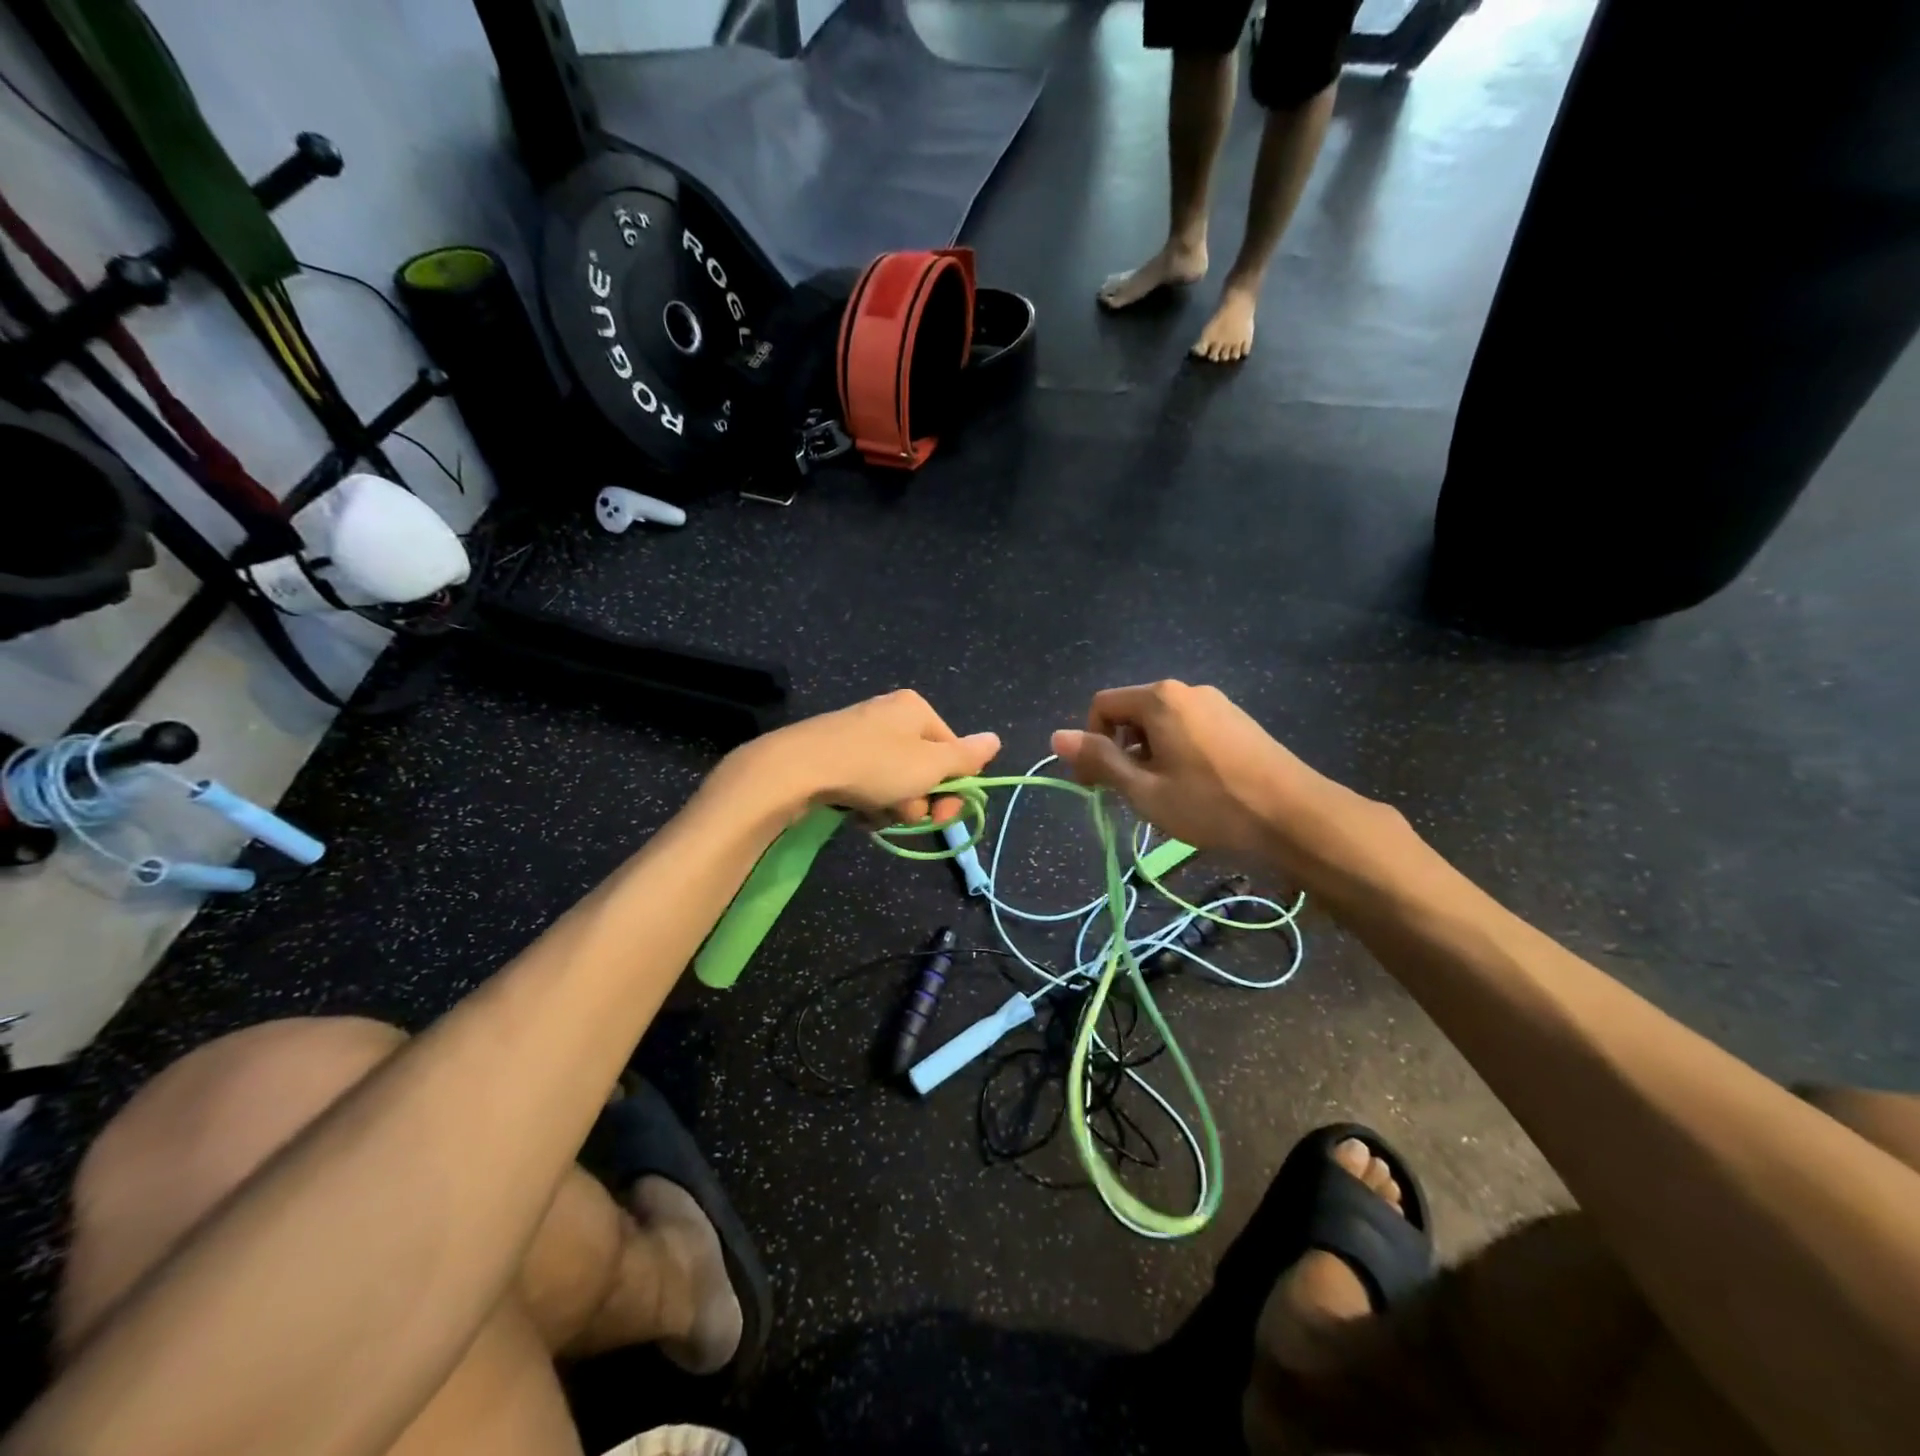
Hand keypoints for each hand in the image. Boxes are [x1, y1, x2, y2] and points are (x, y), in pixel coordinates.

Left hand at [733, 690, 1000, 825]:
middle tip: (906, 815)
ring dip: (894, 805)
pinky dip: (869, 802)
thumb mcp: (929, 765)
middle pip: (924, 768)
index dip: (953, 787)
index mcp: (915, 709)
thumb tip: (996, 740)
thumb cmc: (874, 765)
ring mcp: (861, 734)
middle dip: (919, 799)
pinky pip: (868, 783)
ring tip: (875, 813)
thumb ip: (965, 756)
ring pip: (896, 781)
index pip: (952, 751)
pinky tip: (858, 813)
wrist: (797, 769)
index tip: (943, 814)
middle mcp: (890, 715)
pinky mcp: (837, 755)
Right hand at [1051, 681, 1399, 887]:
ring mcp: (1217, 704)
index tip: (1096, 786)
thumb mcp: (1144, 791)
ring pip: (1162, 724)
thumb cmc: (1212, 806)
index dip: (1090, 744)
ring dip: (1148, 755)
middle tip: (1129, 796)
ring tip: (1164, 797)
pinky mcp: (1238, 721)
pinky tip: (1194, 788)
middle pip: (1132, 713)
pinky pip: (1189, 729)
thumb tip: (1056, 736)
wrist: (1297, 819)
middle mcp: (1187, 690)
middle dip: (1120, 751)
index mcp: (1160, 698)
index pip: (1102, 706)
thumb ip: (1100, 761)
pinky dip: (1176, 753)